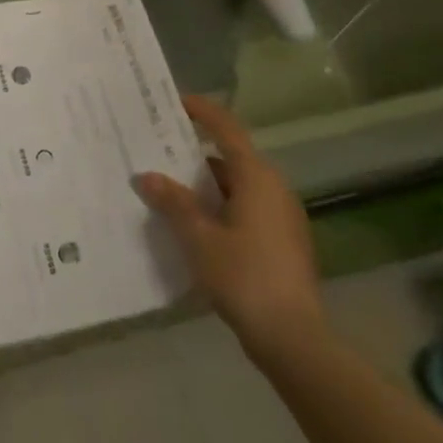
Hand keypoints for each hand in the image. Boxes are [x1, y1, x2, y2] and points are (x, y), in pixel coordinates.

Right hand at [132, 96, 325, 367]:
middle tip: (158, 152)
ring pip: (238, 187)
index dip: (203, 112)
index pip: (227, 130)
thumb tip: (147, 176)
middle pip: (231, 159)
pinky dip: (220, 208)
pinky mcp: (284, 244)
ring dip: (206, 186)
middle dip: (194, 154)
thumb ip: (172, 202)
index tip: (176, 101)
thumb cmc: (244, 276)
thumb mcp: (198, 237)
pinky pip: (246, 210)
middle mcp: (275, 190)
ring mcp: (283, 218)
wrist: (294, 340)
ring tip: (168, 191)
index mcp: (257, 178)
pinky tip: (194, 227)